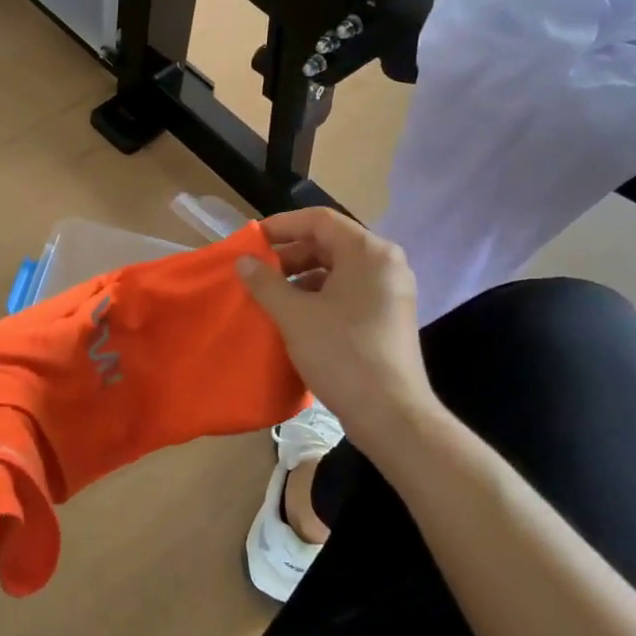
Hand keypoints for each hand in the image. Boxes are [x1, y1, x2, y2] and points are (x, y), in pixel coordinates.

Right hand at [237, 209, 441, 447]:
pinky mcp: (389, 316)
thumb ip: (265, 282)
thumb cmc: (342, 354)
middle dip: (290, 254)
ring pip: (339, 269)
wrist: (391, 414)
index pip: (319, 220)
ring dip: (302, 277)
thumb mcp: (295, 315)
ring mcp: (391, 291)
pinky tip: (296, 316)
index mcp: (368, 252)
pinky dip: (320, 295)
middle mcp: (386, 263)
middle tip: (258, 272)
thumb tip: (243, 261)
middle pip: (330, 242)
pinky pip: (349, 291)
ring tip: (272, 296)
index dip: (281, 226)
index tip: (250, 243)